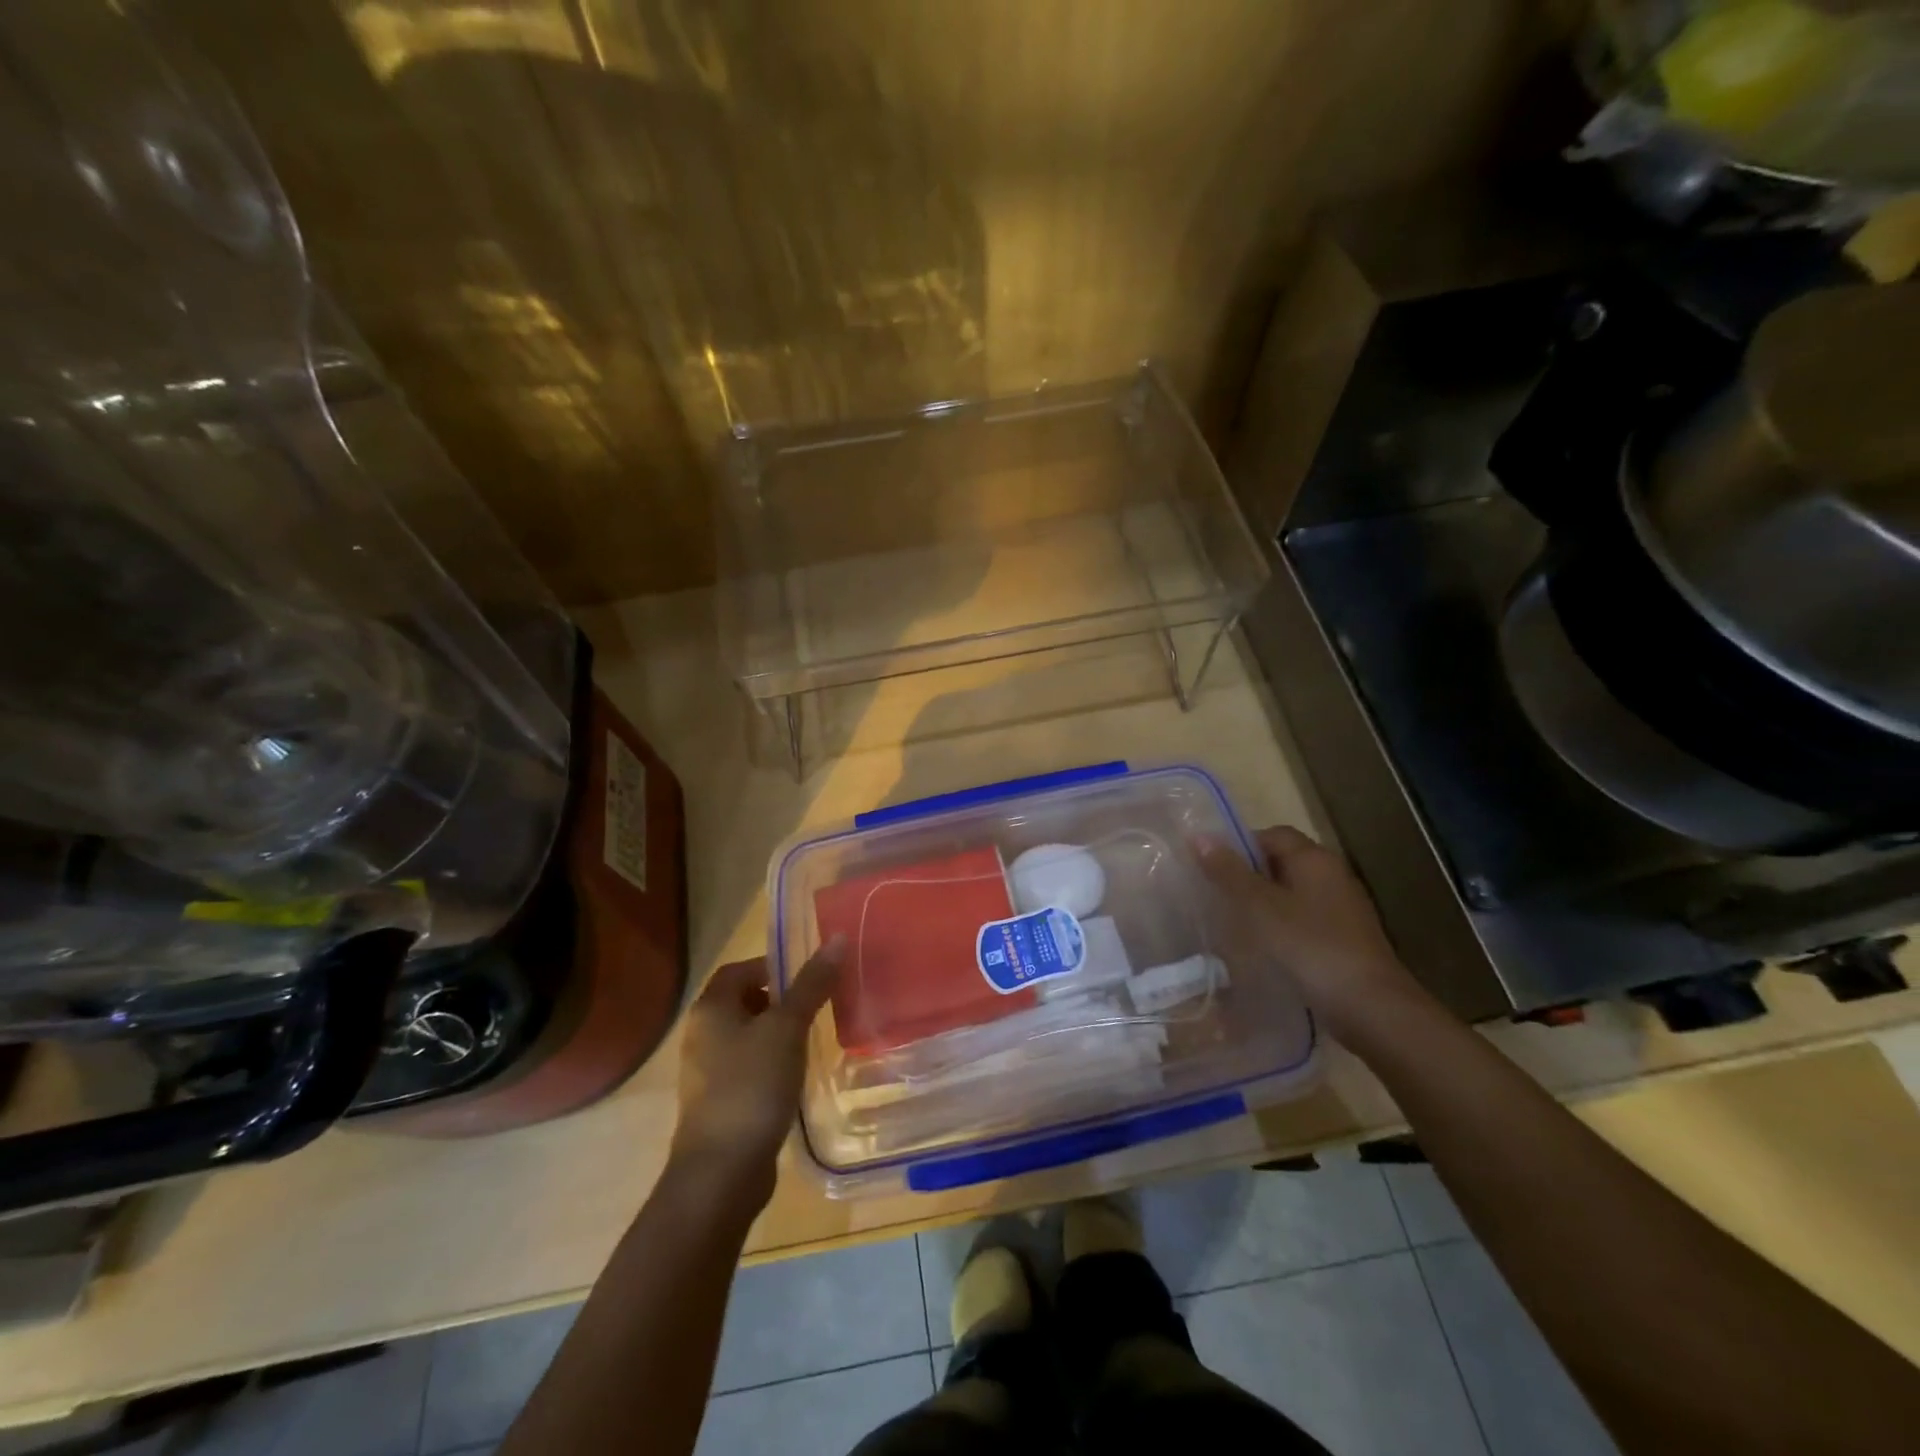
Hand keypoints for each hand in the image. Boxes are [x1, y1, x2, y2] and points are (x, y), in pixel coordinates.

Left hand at [668, 939, 844, 1209]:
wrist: (721, 1172)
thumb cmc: (752, 1086)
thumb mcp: (788, 1028)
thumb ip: (812, 984)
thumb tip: (836, 938)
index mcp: (710, 1009)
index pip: (739, 969)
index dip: (773, 966)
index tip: (808, 978)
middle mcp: (701, 1034)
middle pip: (743, 1001)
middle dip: (779, 1000)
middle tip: (816, 1006)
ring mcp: (706, 1072)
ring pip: (746, 1037)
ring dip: (776, 1034)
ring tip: (811, 1040)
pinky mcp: (717, 1103)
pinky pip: (747, 1068)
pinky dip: (770, 1064)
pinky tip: (795, 1077)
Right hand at [1196, 826, 1427, 1047]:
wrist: (1371, 1008)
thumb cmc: (1310, 947)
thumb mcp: (1260, 907)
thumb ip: (1229, 872)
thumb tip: (1198, 835)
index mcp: (1315, 859)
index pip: (1272, 835)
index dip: (1239, 845)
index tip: (1212, 868)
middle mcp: (1333, 876)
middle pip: (1283, 863)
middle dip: (1249, 876)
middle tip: (1216, 895)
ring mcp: (1343, 909)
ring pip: (1292, 894)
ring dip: (1264, 904)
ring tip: (1232, 923)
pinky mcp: (1345, 939)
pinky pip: (1304, 920)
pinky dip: (1282, 927)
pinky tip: (1263, 948)